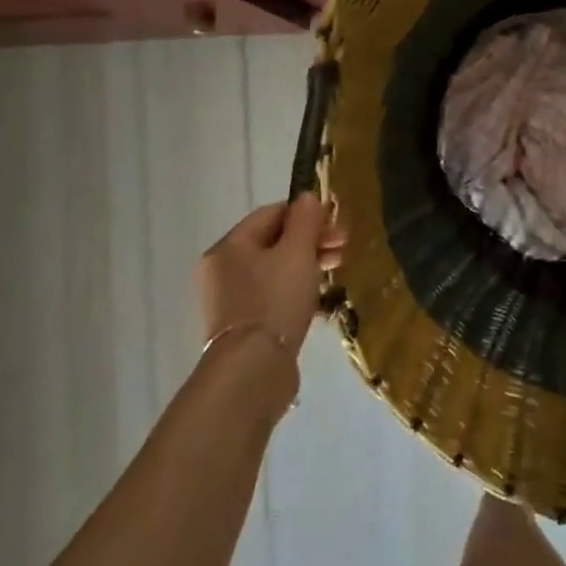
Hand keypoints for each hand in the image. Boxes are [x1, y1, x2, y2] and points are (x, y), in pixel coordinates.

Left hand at [195, 194, 344, 354]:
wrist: (253, 369)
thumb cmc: (275, 300)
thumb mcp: (297, 252)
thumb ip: (305, 220)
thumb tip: (308, 196)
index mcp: (229, 246)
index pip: (272, 213)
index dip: (307, 214)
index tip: (337, 224)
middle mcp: (223, 269)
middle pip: (274, 241)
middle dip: (312, 240)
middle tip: (343, 247)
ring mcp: (231, 299)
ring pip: (275, 269)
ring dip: (308, 263)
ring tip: (336, 270)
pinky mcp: (244, 324)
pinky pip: (273, 294)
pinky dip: (297, 289)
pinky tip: (320, 298)